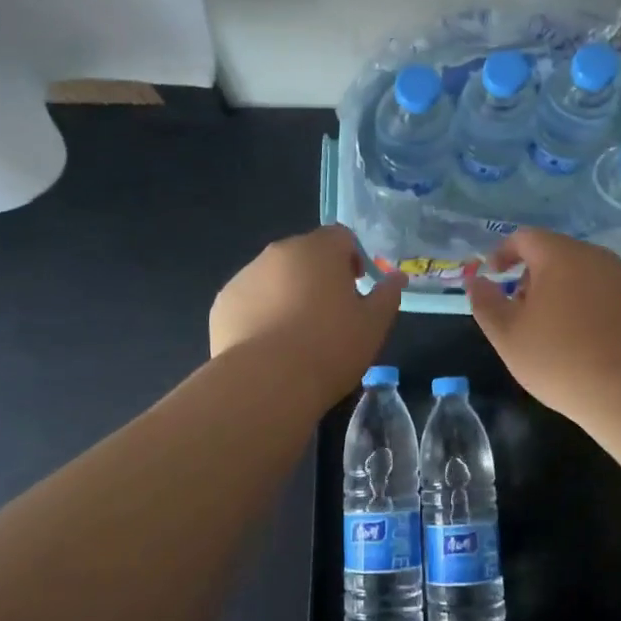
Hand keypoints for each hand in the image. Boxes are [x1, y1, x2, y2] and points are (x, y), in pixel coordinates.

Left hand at [211, 225, 404, 405]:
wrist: (266, 384)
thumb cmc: (330, 347)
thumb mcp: (374, 324)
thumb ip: (388, 294)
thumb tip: (397, 277)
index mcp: (318, 249)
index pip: (341, 236)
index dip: (353, 258)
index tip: (357, 289)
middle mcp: (278, 252)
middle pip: (305, 254)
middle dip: (319, 276)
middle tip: (330, 315)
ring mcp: (246, 276)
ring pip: (275, 277)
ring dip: (289, 293)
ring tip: (297, 335)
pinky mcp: (223, 303)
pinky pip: (251, 299)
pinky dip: (261, 312)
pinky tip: (270, 346)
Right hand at [465, 228, 620, 417]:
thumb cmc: (561, 358)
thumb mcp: (508, 335)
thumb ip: (486, 303)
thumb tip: (477, 280)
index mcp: (559, 255)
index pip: (524, 237)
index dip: (503, 253)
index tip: (493, 277)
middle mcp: (594, 256)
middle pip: (553, 253)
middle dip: (530, 276)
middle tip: (518, 311)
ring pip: (578, 273)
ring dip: (556, 291)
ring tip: (547, 330)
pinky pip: (599, 292)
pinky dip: (581, 304)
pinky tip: (579, 340)